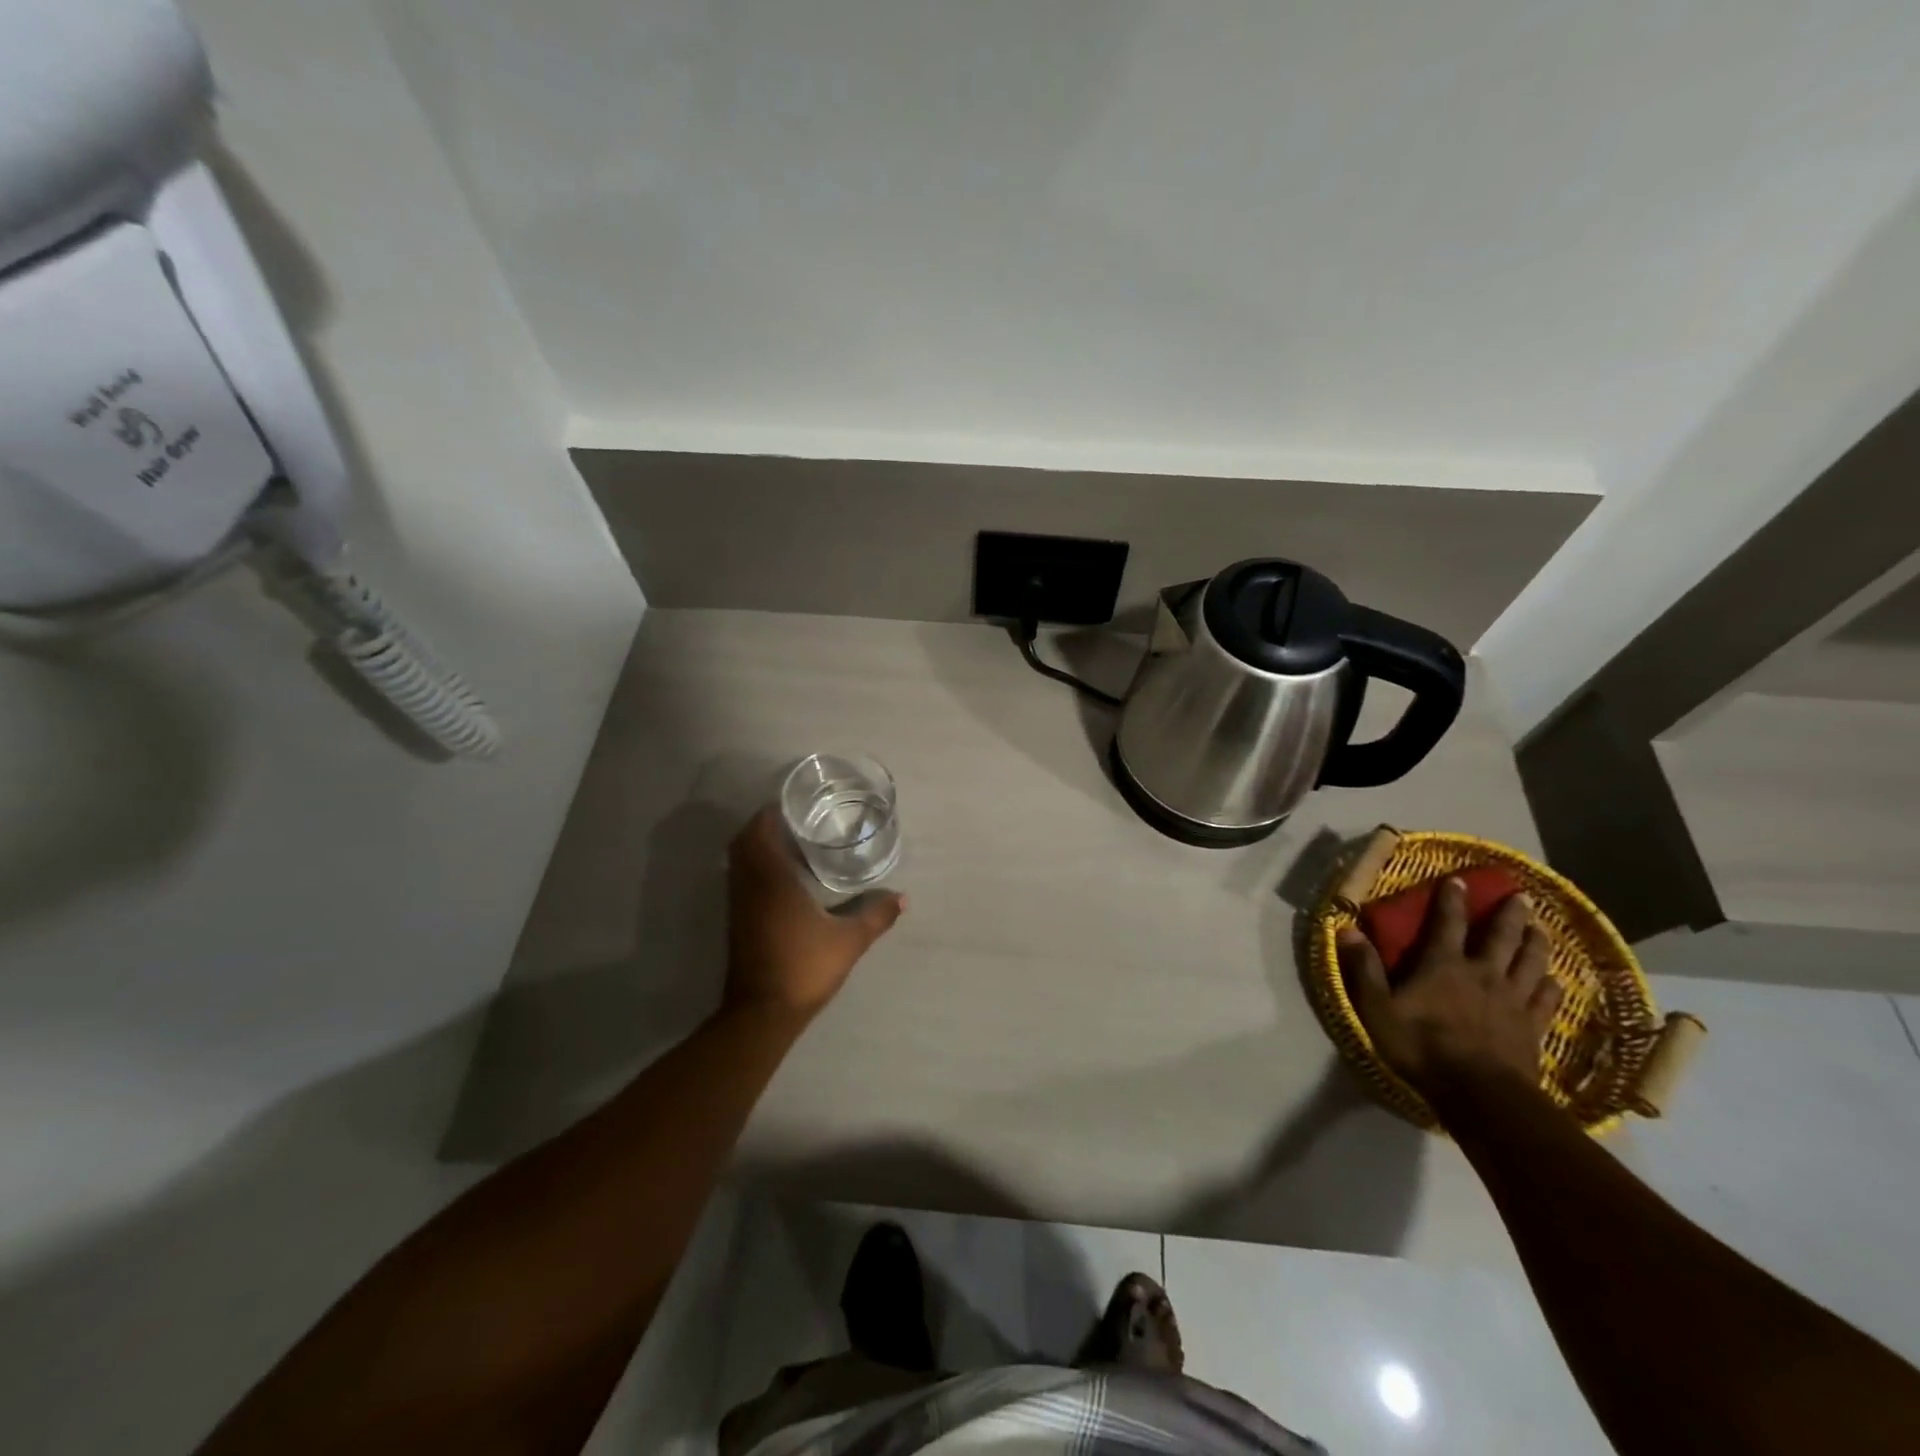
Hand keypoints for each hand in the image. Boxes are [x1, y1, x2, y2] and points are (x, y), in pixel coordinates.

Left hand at [724, 806, 904, 1024]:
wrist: (762, 1013)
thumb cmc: (804, 967)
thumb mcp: (849, 941)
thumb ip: (876, 916)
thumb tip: (903, 898)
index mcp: (771, 879)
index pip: (760, 831)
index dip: (771, 813)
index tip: (794, 805)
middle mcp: (749, 885)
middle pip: (744, 841)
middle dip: (764, 826)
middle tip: (795, 821)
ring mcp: (739, 904)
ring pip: (739, 861)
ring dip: (757, 847)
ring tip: (790, 843)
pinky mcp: (737, 921)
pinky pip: (741, 879)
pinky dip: (755, 867)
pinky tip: (781, 877)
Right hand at [1337, 878, 1561, 1097]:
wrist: (1480, 1094)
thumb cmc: (1421, 1047)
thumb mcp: (1377, 1008)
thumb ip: (1364, 968)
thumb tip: (1347, 929)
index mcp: (1443, 964)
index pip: (1448, 922)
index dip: (1452, 899)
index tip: (1459, 879)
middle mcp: (1483, 972)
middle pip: (1502, 936)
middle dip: (1510, 914)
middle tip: (1521, 896)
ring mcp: (1513, 999)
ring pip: (1531, 962)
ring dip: (1536, 942)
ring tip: (1542, 929)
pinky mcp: (1533, 1026)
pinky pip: (1547, 999)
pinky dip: (1552, 985)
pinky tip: (1555, 980)